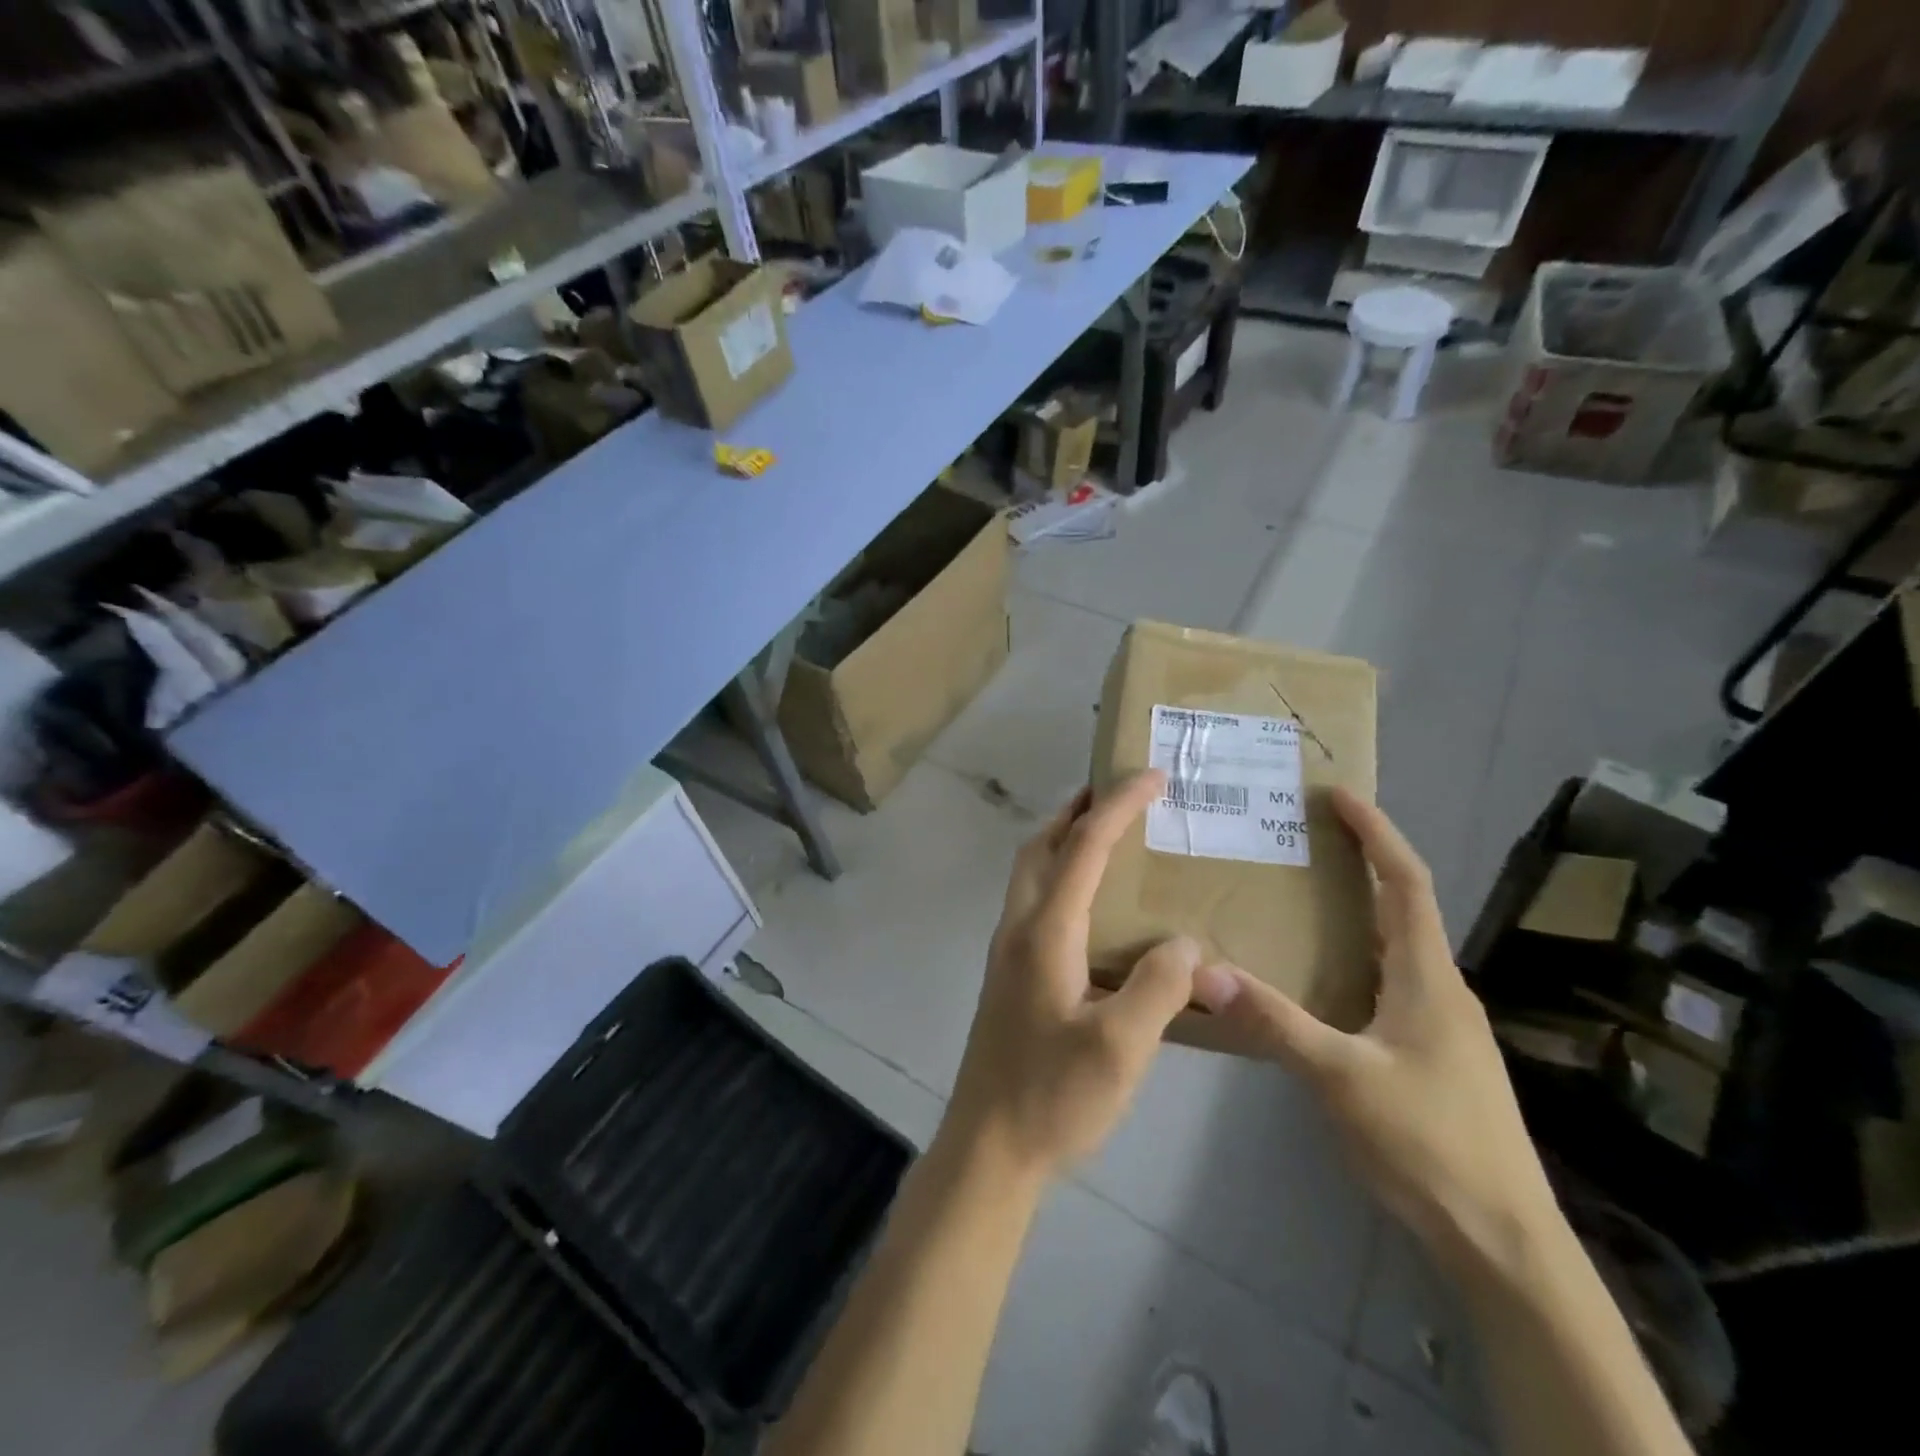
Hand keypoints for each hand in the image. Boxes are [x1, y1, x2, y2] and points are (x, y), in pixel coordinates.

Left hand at [944, 770, 1241, 1180]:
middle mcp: (1018, 928)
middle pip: (1042, 845)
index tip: (1153, 775)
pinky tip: (1092, 905)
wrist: (989, 1147)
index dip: (1118, 806)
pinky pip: (1035, 900)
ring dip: (1065, 839)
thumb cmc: (1053, 1097)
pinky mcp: (1010, 974)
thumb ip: (1160, 987)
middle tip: (1121, 793)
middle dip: (1079, 809)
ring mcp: (1007, 950)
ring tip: (1109, 835)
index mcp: (1044, 932)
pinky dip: (1061, 874)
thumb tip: (1186, 941)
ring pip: (1031, 871)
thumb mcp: (1121, 1048)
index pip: (1084, 848)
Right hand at [1206, 789, 1561, 1279]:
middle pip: (1403, 905)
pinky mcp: (1430, 1054)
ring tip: (1301, 894)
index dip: (1377, 833)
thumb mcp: (1340, 1077)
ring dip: (1357, 908)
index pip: (1406, 883)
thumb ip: (1273, 1020)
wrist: (1503, 1242)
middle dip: (1362, 861)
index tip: (1339, 795)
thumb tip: (1203, 970)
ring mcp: (1439, 1024)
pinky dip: (1354, 954)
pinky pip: (1388, 981)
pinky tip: (1318, 976)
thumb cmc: (1428, 1144)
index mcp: (1427, 977)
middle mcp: (1439, 988)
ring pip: (1395, 946)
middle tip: (1304, 837)